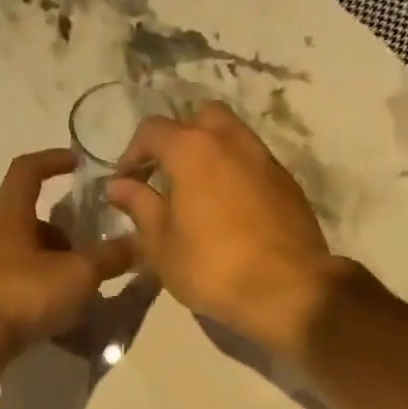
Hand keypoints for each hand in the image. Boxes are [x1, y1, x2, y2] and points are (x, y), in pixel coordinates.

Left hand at [0, 150, 138, 369]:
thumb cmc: (23, 295)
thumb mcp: (77, 275)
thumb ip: (109, 258)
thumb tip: (139, 243)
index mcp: (8, 214)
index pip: (27, 170)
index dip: (53, 160)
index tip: (79, 164)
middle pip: (28, 218)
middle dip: (62, 231)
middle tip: (89, 250)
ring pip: (21, 253)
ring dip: (50, 262)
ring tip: (77, 287)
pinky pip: (12, 282)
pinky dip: (35, 288)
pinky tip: (54, 312)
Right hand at [107, 103, 351, 357]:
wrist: (289, 289)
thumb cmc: (213, 267)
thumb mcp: (162, 245)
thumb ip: (140, 207)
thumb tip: (118, 186)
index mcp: (192, 149)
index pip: (152, 130)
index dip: (132, 153)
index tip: (126, 183)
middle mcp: (231, 140)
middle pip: (200, 119)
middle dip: (179, 139)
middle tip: (167, 177)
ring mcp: (265, 159)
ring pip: (232, 137)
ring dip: (211, 155)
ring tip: (198, 195)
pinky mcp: (289, 183)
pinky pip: (254, 164)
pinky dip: (236, 175)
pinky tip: (230, 211)